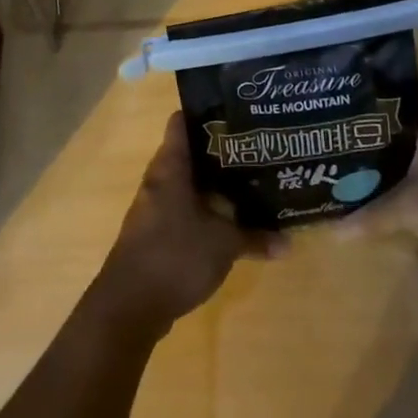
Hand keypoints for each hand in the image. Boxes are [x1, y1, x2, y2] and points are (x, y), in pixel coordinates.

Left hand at [90, 113, 283, 338]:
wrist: (130, 306)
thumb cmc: (175, 256)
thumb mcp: (224, 244)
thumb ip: (255, 237)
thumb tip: (288, 242)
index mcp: (170, 167)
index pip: (182, 122)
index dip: (207, 113)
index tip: (236, 112)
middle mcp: (159, 180)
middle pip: (190, 154)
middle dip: (220, 152)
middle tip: (255, 148)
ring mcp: (154, 206)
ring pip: (188, 183)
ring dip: (214, 184)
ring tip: (251, 180)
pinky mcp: (155, 232)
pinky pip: (184, 209)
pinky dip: (205, 210)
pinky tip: (231, 218)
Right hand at [339, 89, 417, 260]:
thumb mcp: (410, 209)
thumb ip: (370, 216)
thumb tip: (329, 227)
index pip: (399, 87)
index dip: (372, 80)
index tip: (337, 80)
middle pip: (393, 118)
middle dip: (362, 118)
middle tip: (324, 118)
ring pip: (400, 144)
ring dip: (374, 147)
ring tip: (335, 148)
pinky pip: (408, 169)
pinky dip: (388, 172)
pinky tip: (365, 181)